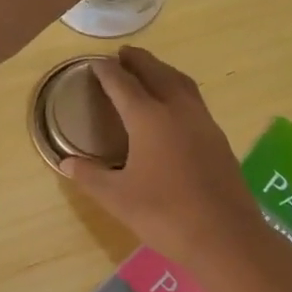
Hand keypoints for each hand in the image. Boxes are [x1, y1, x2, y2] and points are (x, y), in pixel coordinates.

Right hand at [61, 48, 275, 266]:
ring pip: (181, 83)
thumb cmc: (165, 214)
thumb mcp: (117, 198)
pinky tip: (174, 107)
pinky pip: (195, 101)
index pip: (123, 84)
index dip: (107, 72)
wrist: (225, 236)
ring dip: (162, 71)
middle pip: (157, 73)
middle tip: (123, 54)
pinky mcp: (218, 139)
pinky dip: (179, 90)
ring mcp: (203, 123)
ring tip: (149, 70)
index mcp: (149, 118)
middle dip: (139, 61)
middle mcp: (178, 110)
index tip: (95, 63)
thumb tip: (66, 163)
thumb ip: (90, 176)